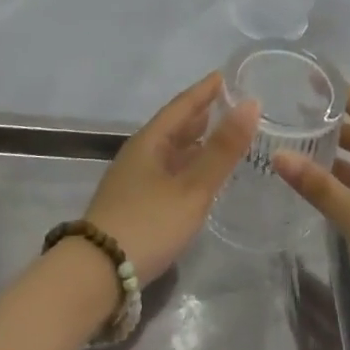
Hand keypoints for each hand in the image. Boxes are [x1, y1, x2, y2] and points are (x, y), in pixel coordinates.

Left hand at [83, 72, 258, 285]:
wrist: (97, 273)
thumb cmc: (148, 223)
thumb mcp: (192, 187)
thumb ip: (222, 149)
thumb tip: (251, 104)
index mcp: (150, 141)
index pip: (182, 106)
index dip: (205, 90)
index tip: (225, 75)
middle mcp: (140, 154)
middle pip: (174, 126)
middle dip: (201, 113)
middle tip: (229, 103)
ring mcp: (134, 180)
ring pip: (170, 150)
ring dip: (194, 141)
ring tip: (219, 135)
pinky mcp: (135, 204)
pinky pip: (167, 171)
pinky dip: (188, 165)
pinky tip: (199, 177)